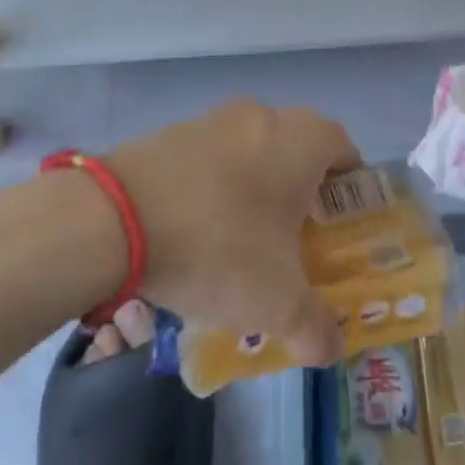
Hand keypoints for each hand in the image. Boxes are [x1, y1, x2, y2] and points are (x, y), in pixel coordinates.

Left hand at [105, 99, 358, 366]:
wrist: (116, 217)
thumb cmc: (219, 246)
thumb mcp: (277, 302)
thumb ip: (315, 327)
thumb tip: (331, 348)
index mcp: (304, 140)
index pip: (346, 153)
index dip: (348, 193)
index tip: (336, 233)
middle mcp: (265, 116)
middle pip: (298, 152)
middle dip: (300, 195)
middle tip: (292, 244)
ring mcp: (216, 118)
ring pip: (253, 153)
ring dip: (254, 190)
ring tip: (240, 245)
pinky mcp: (173, 131)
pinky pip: (211, 158)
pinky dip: (214, 187)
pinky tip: (195, 232)